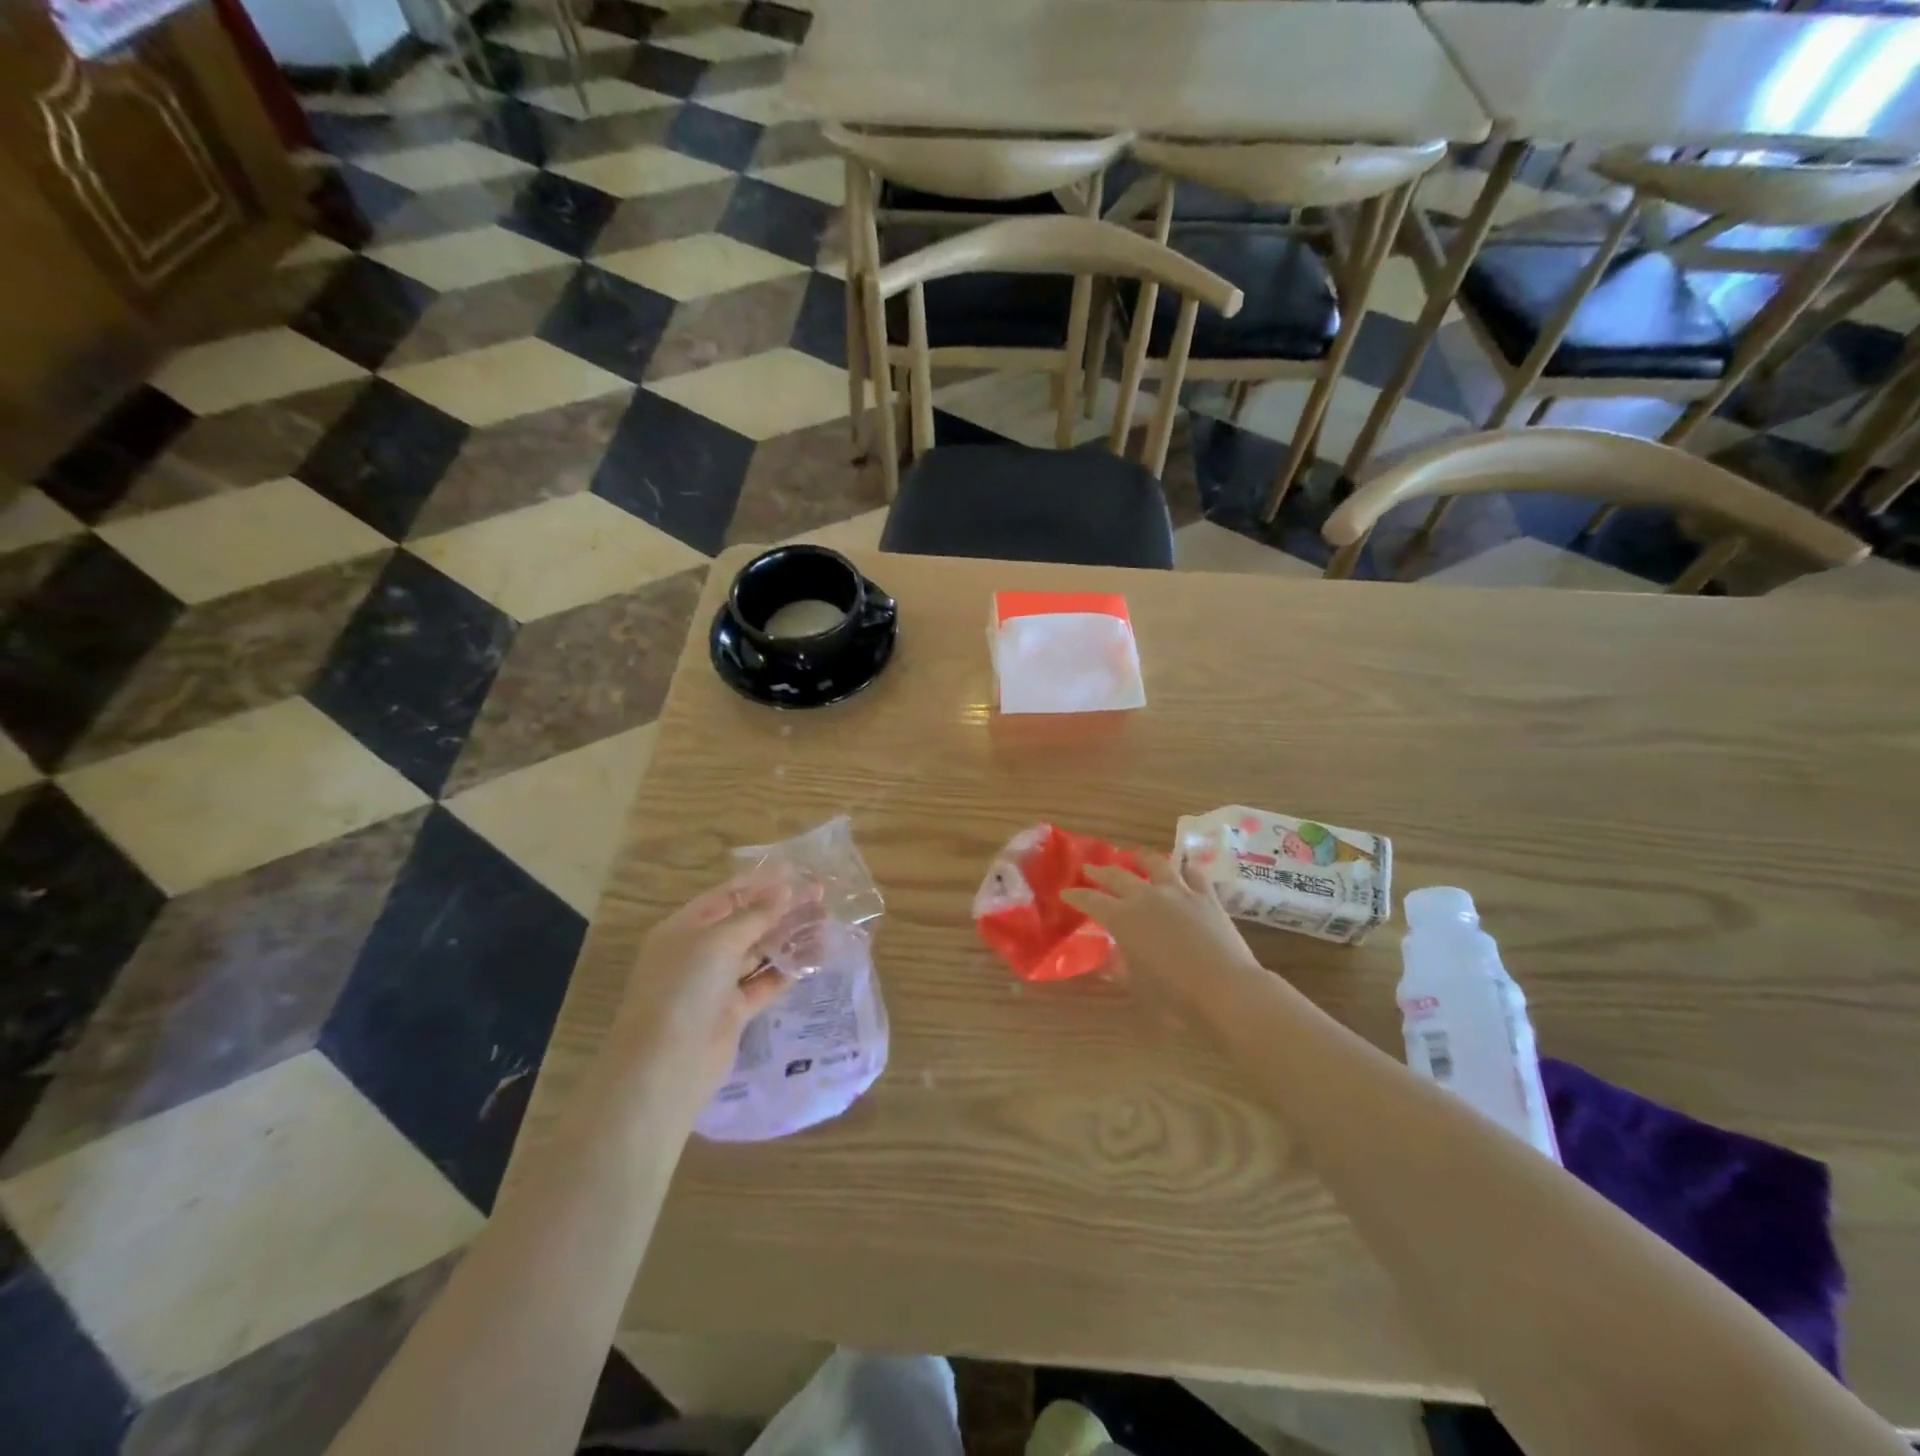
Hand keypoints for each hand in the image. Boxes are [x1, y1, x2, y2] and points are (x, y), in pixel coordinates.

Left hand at [611, 875, 808, 1102]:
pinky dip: (789, 969)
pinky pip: (766, 982)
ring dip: (789, 937)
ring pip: (759, 952)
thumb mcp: (717, 942)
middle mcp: (700, 953)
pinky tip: (816, 956)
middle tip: (821, 896)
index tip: (796, 871)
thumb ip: (755, 915)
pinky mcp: (735, 1011)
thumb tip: (785, 891)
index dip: (761, 882)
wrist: (667, 1065)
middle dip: (782, 909)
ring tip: (826, 923)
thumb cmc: (684, 989)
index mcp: (685, 928)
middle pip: (747, 923)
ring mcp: (717, 983)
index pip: (727, 896)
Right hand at [1063, 854, 1266, 1023]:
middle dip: (1100, 872)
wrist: (1226, 989)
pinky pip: (1193, 874)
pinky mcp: (1207, 897)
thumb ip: (1121, 968)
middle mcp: (1146, 897)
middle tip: (1090, 869)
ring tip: (1136, 855)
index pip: (1091, 901)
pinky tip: (1183, 869)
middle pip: (1117, 876)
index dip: (1076, 896)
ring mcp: (1179, 892)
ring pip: (1156, 864)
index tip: (1066, 893)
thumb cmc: (1175, 996)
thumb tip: (1110, 959)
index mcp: (1122, 918)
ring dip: (1141, 858)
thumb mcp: (1138, 986)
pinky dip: (1184, 869)